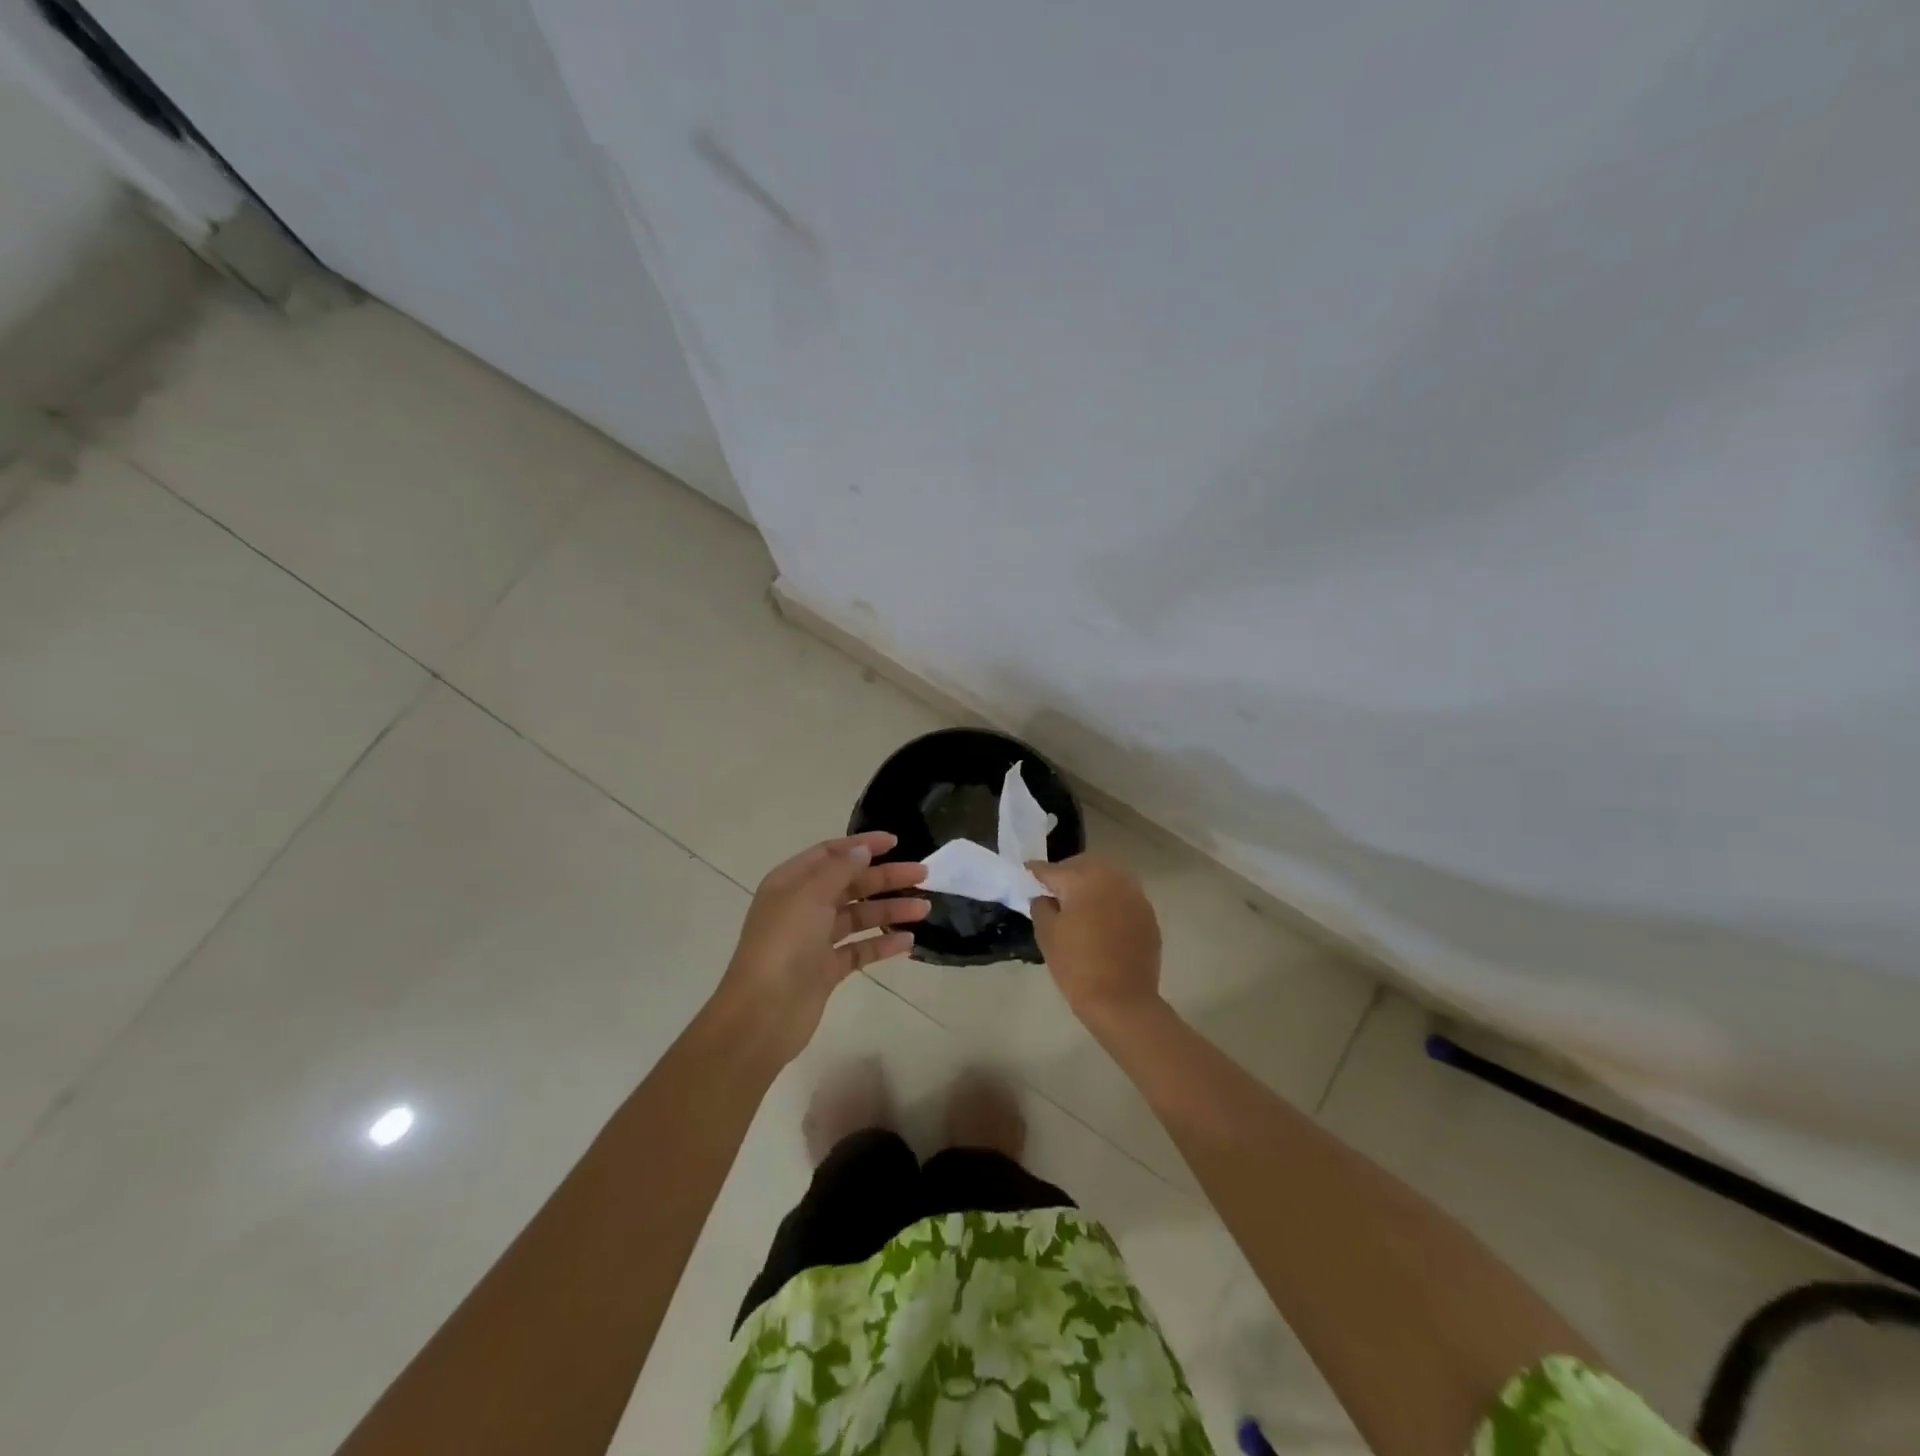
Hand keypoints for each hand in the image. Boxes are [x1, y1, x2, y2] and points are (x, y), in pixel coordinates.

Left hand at [714, 831, 928, 1065]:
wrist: (762, 1014)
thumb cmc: (784, 944)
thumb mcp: (809, 896)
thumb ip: (839, 869)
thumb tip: (862, 850)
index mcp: (791, 883)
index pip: (830, 854)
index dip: (862, 845)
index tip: (895, 842)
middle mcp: (803, 907)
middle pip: (850, 884)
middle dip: (885, 878)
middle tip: (923, 874)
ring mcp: (815, 940)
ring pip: (859, 917)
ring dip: (890, 910)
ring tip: (924, 908)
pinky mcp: (827, 970)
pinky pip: (860, 949)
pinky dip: (883, 944)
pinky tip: (908, 941)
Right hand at [1028, 854, 1162, 1027]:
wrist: (1122, 1001)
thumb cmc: (1077, 966)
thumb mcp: (1046, 934)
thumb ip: (1041, 905)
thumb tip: (1045, 896)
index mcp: (1084, 879)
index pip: (1052, 869)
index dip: (1036, 873)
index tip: (1027, 873)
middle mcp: (1113, 878)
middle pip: (1084, 866)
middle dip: (1067, 874)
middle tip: (1053, 893)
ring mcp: (1135, 895)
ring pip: (1107, 878)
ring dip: (1091, 885)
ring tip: (1079, 906)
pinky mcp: (1148, 915)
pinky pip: (1123, 897)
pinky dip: (1110, 901)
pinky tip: (1101, 922)